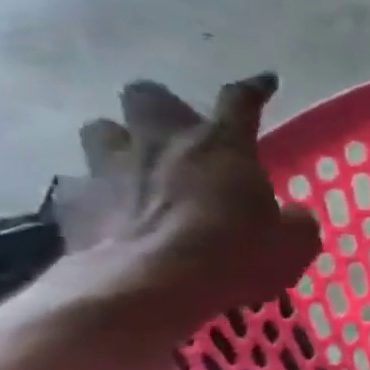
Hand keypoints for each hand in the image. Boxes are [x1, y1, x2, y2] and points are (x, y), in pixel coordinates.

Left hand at [54, 75, 320, 325]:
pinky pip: (78, 186)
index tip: (265, 82)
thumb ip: (295, 221)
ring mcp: (109, 169)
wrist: (146, 286)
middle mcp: (161, 143)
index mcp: (222, 147)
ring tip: (137, 167)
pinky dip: (94, 195)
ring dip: (119, 142)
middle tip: (180, 133)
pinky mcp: (73, 202)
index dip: (255, 89)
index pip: (240, 101)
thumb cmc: (233, 256)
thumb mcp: (294, 244)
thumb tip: (291, 215)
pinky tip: (110, 214)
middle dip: (162, 108)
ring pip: (100, 130)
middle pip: (148, 96)